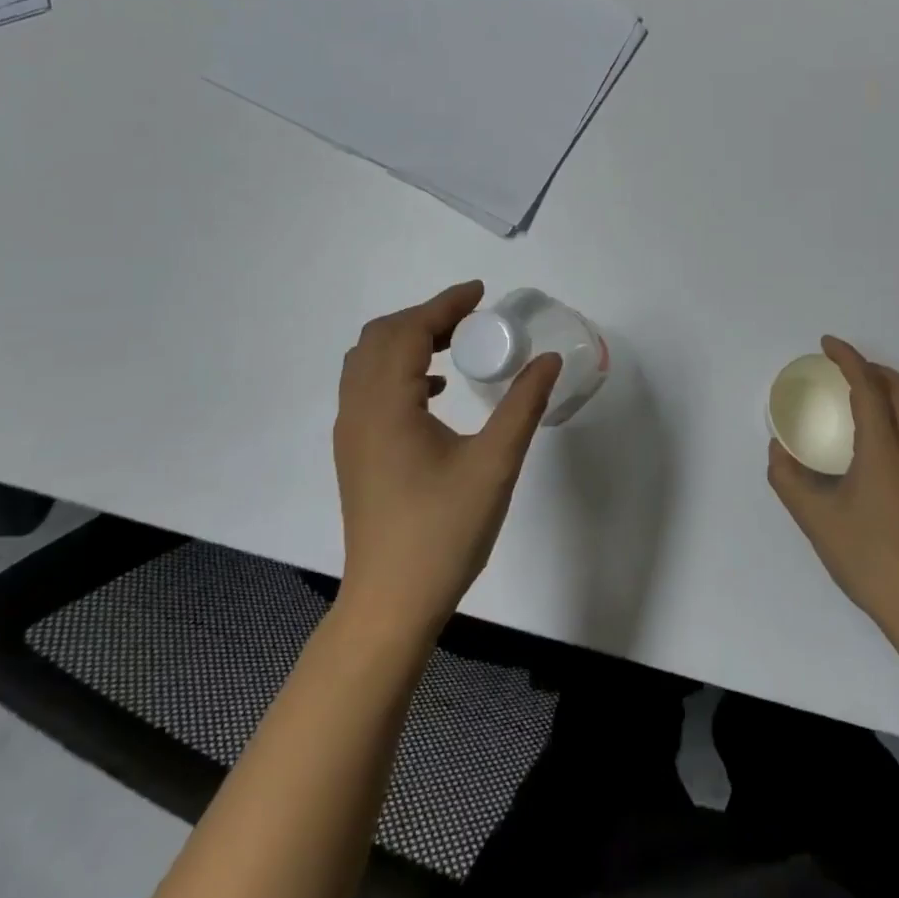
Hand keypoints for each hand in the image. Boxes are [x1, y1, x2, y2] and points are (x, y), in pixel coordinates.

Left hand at [333, 282, 560, 640]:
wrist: (390, 604)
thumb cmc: (443, 531)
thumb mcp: (495, 464)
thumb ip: (523, 404)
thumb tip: (548, 359)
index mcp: (387, 405)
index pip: (410, 331)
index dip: (445, 305)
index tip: (482, 293)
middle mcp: (358, 410)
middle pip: (381, 337)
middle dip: (427, 317)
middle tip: (473, 320)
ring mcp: (350, 433)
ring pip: (369, 362)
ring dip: (409, 342)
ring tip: (457, 346)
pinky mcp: (355, 453)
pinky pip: (368, 388)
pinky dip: (399, 370)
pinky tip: (437, 391)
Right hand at [768, 336, 898, 640]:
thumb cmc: (870, 559)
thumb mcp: (816, 520)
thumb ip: (789, 480)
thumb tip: (778, 449)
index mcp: (885, 449)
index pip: (868, 386)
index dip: (848, 358)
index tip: (828, 344)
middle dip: (874, 368)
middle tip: (845, 370)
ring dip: (890, 392)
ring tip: (860, 401)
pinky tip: (878, 445)